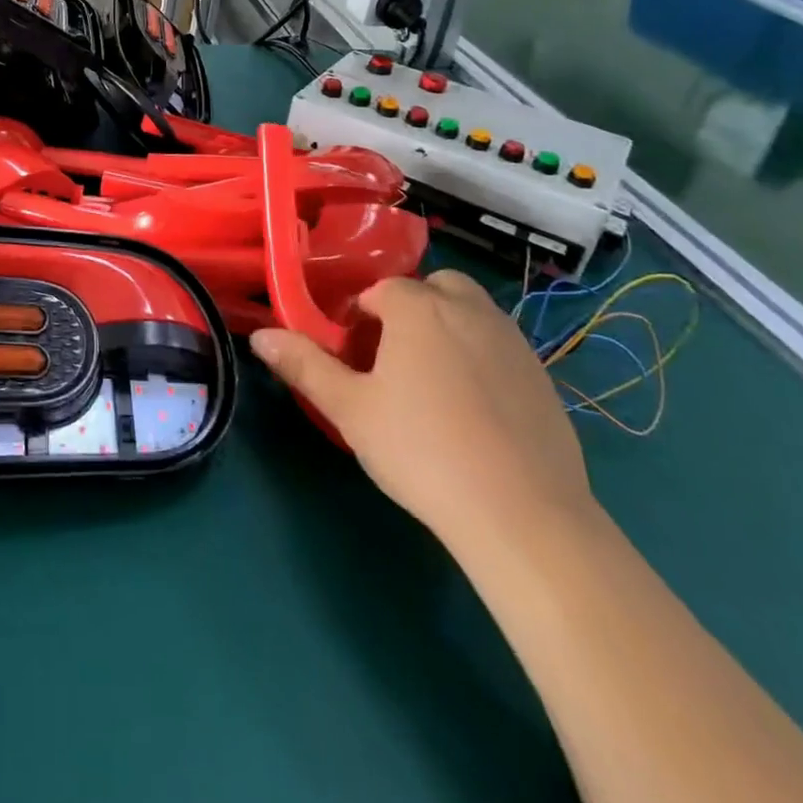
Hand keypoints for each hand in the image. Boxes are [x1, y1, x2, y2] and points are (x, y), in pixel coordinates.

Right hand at [251, 270, 594, 545]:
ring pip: (471, 313)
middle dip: (411, 309)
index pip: (380, 290)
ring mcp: (512, 341)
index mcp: (418, 307)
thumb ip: (304, 364)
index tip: (353, 358)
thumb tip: (260, 335)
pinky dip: (481, 359)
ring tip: (431, 385)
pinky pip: (500, 347)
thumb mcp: (349, 409)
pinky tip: (473, 412)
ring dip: (447, 328)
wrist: (522, 515)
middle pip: (434, 287)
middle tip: (394, 359)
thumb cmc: (421, 450)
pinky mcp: (543, 377)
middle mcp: (469, 309)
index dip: (359, 318)